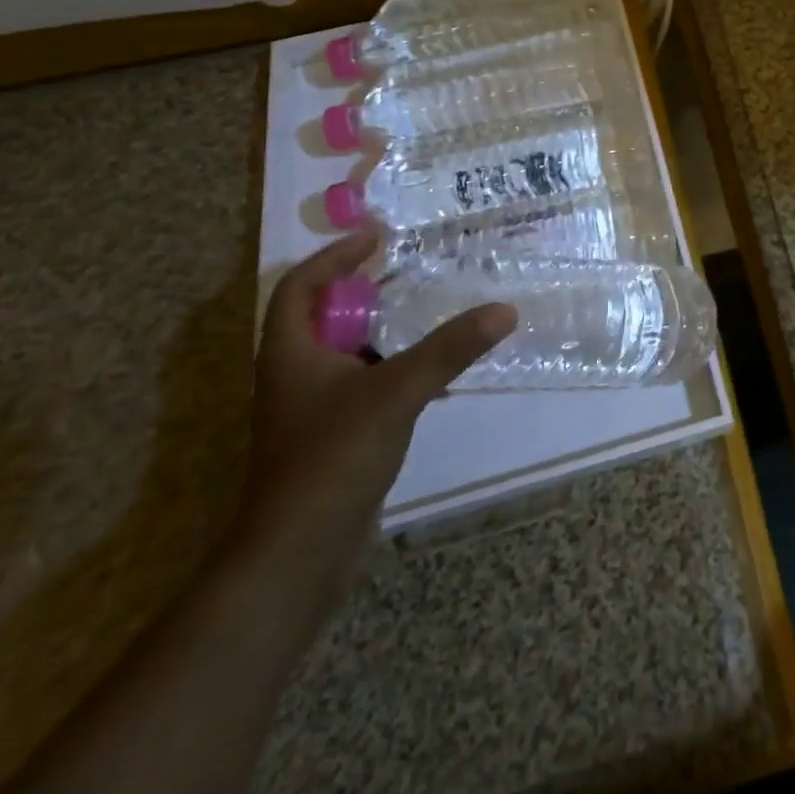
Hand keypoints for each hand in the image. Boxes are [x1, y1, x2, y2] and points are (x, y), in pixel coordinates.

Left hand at [231, 229, 515, 603]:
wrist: (299, 556)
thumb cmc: (333, 458)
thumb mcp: (396, 392)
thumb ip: (449, 349)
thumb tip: (503, 310)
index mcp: (291, 353)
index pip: (301, 286)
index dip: (334, 256)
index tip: (376, 237)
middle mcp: (296, 374)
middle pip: (325, 316)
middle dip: (365, 290)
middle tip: (411, 269)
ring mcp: (314, 409)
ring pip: (348, 352)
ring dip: (384, 329)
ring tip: (430, 310)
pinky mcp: (335, 436)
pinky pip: (366, 384)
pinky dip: (395, 368)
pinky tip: (433, 371)